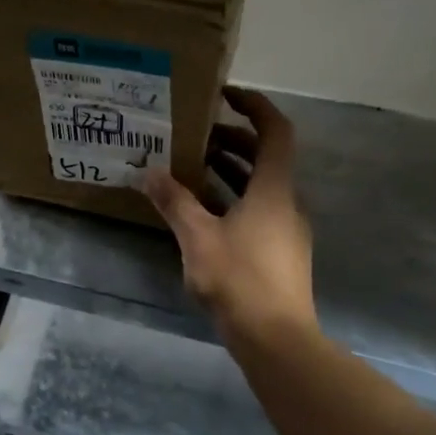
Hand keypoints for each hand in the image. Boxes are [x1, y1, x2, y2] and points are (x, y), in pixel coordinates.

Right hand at [144, 88, 316, 347]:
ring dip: (230, 171)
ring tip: (191, 167)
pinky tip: (201, 212)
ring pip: (260, 186)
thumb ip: (174, 202)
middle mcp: (286, 202)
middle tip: (194, 135)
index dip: (254, 106)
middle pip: (265, 157)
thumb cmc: (239, 279)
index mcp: (274, 189)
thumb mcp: (198, 237)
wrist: (276, 339)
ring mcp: (286, 229)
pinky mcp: (279, 252)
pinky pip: (257, 210)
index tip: (223, 96)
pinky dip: (232, 199)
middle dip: (231, 140)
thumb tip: (149, 172)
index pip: (275, 131)